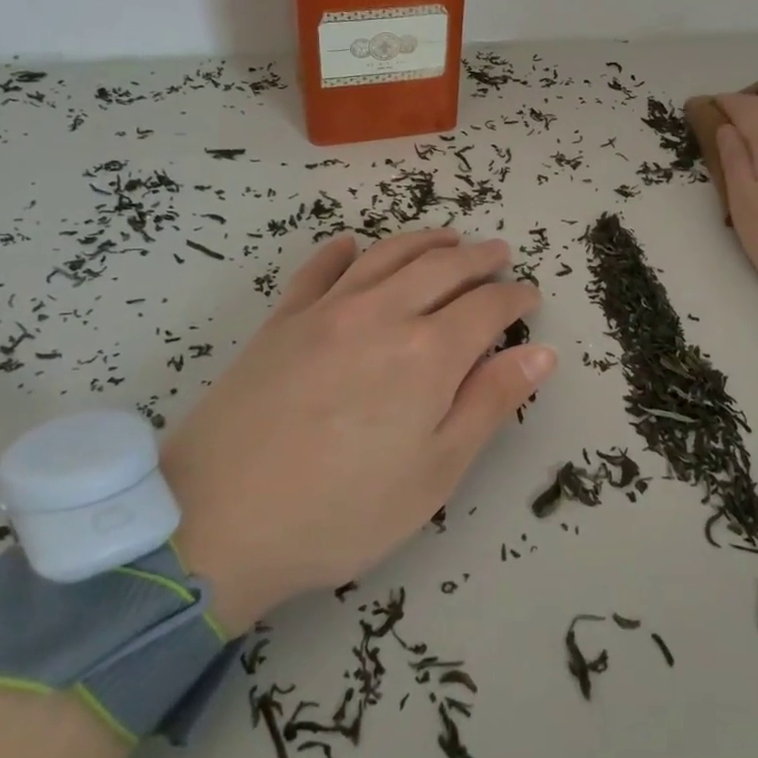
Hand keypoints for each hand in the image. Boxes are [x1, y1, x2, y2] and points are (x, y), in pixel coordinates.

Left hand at [160, 229, 553, 633]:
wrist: (216, 519)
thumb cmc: (342, 510)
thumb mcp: (434, 471)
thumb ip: (489, 403)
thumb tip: (541, 352)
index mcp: (427, 353)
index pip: (486, 307)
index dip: (514, 298)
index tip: (530, 296)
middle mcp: (382, 314)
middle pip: (442, 268)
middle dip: (478, 258)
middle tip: (499, 254)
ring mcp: (326, 310)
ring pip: (387, 256)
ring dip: (424, 241)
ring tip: (448, 238)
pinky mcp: (282, 321)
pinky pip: (318, 270)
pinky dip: (341, 251)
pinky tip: (351, 244)